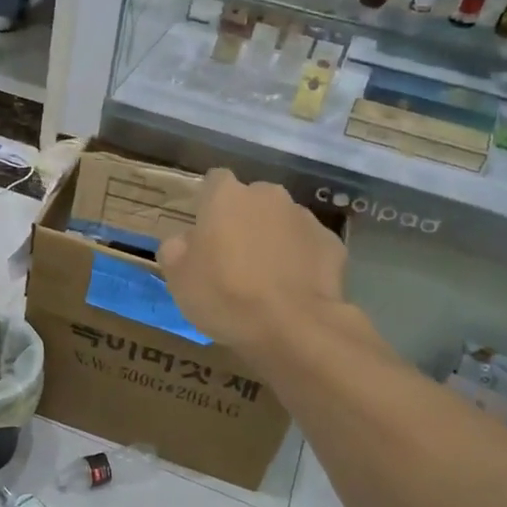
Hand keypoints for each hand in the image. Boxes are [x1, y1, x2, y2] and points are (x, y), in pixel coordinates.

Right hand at [158, 169, 349, 358]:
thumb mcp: (178, 277)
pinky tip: (292, 287)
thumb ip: (175, 248)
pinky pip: (307, 246)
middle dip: (243, 220)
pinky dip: (299, 259)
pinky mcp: (331, 243)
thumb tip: (184, 240)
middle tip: (232, 257)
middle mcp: (268, 196)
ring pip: (281, 221)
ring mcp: (304, 217)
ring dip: (272, 239)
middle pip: (251, 200)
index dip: (208, 203)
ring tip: (265, 277)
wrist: (293, 326)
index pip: (214, 180)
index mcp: (226, 197)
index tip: (204, 230)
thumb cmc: (225, 296)